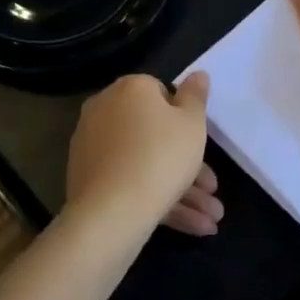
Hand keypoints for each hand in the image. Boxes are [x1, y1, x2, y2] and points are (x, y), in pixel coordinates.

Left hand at [65, 73, 222, 239]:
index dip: (184, 119)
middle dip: (189, 166)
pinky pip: (129, 181)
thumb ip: (196, 96)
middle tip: (212, 191)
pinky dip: (158, 199)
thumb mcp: (192, 123)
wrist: (111, 211)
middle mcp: (105, 109)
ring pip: (145, 163)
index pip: (161, 93)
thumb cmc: (161, 156)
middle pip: (154, 134)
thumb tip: (198, 73)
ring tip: (210, 222)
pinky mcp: (87, 178)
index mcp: (130, 89)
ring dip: (181, 190)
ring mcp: (93, 145)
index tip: (200, 144)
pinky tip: (191, 226)